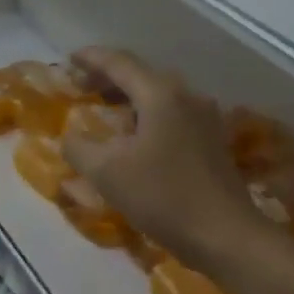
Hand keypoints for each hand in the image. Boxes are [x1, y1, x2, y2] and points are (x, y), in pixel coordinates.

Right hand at [61, 47, 267, 274]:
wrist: (225, 235)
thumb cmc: (163, 197)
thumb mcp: (108, 173)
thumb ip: (80, 148)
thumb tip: (70, 136)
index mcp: (161, 94)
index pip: (120, 63)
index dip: (91, 58)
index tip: (68, 59)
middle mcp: (187, 96)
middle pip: (142, 75)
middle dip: (110, 78)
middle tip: (82, 85)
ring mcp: (205, 118)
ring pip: (159, 96)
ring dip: (130, 98)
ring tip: (105, 110)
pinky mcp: (213, 141)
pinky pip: (173, 115)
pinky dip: (148, 116)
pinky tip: (136, 137)